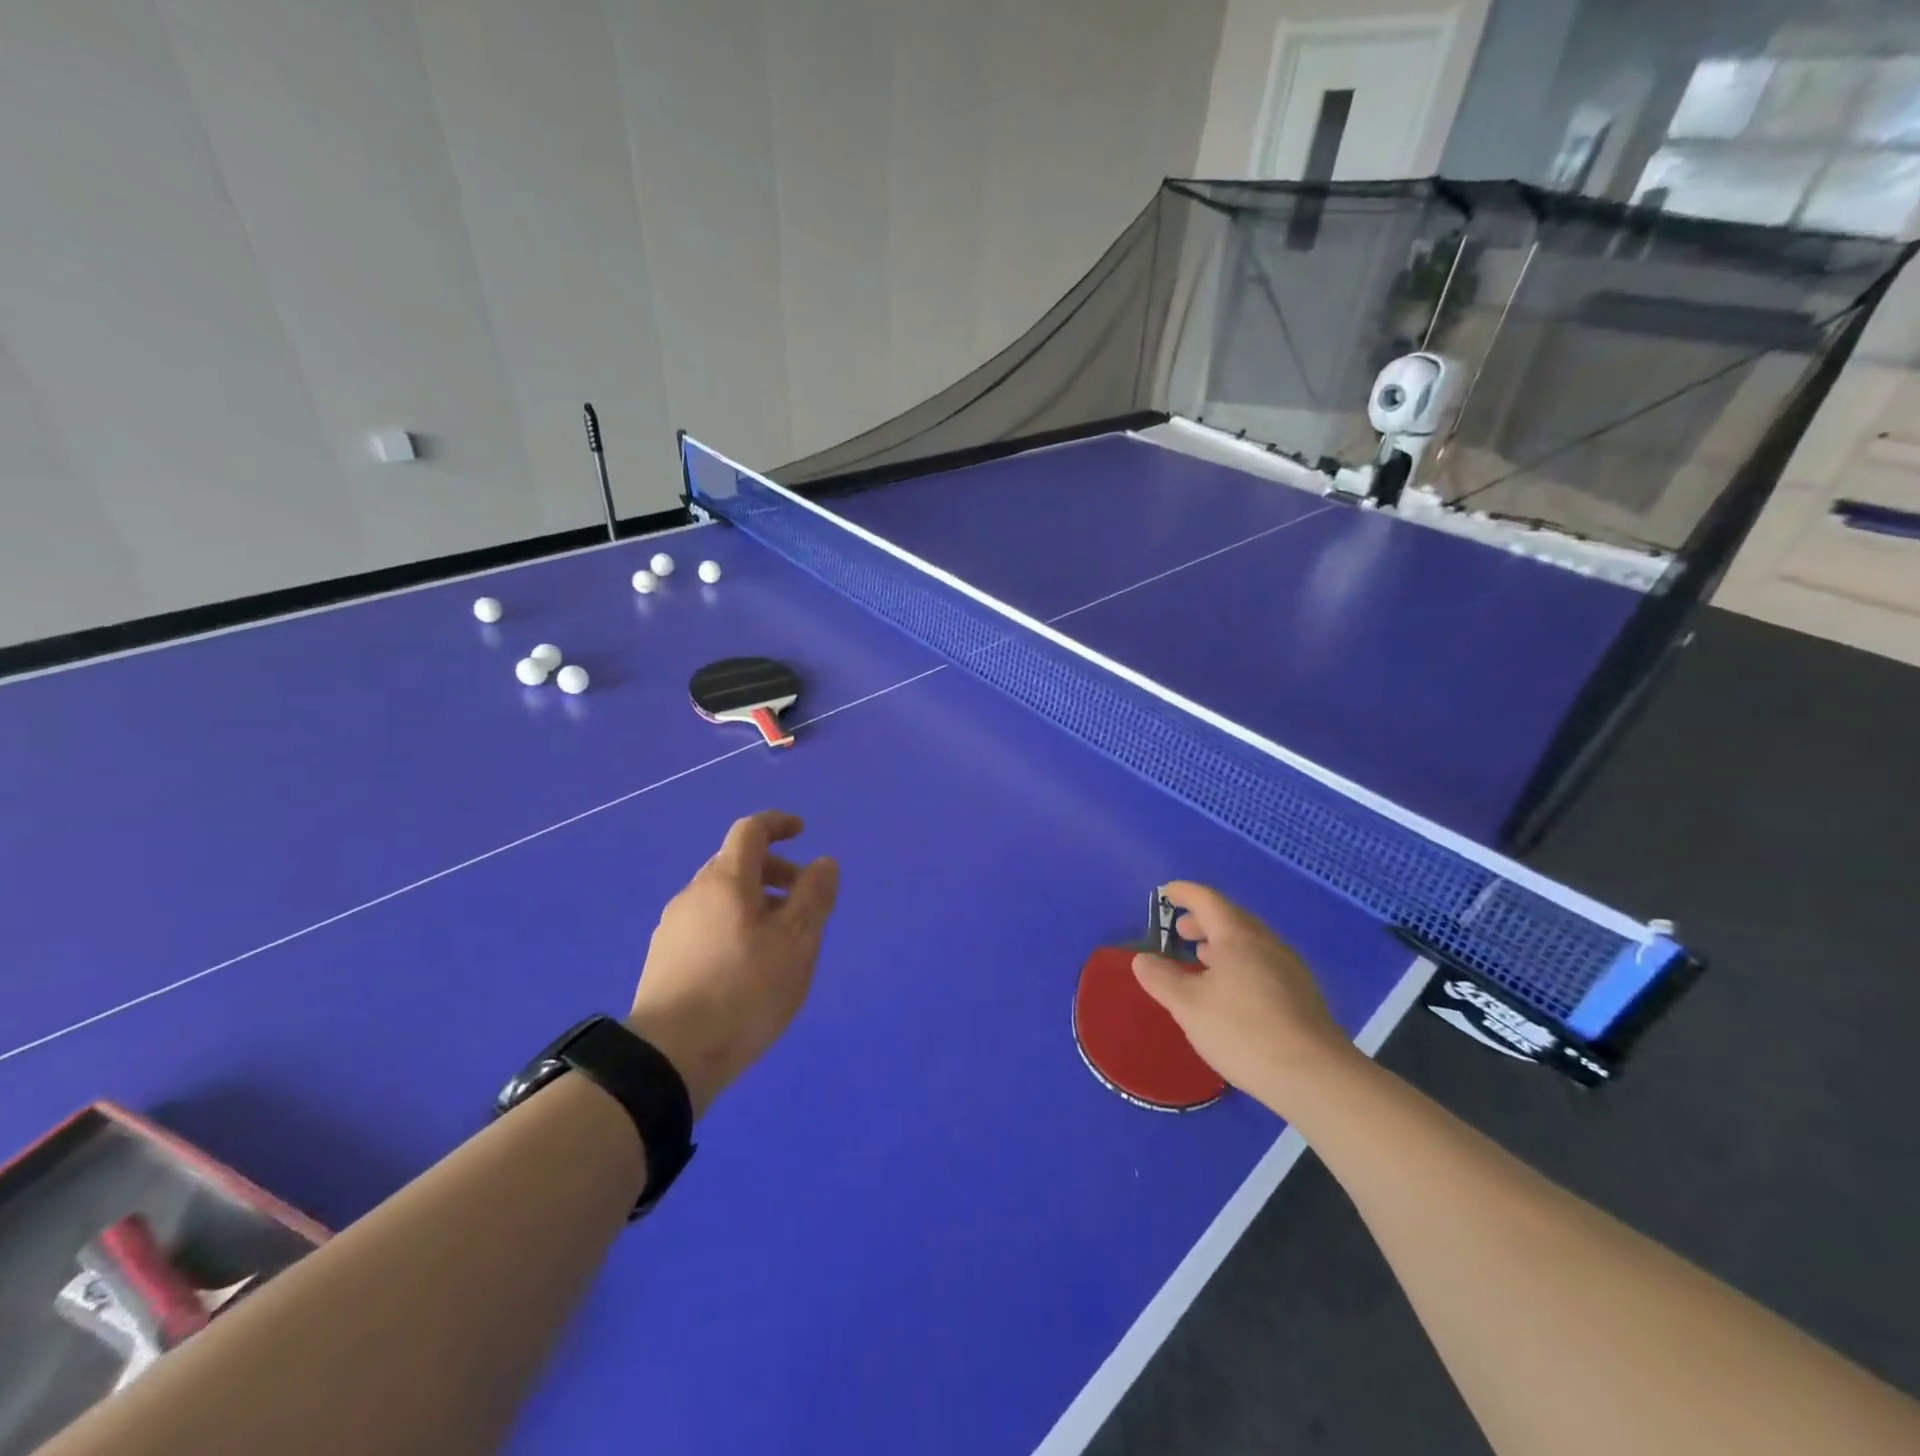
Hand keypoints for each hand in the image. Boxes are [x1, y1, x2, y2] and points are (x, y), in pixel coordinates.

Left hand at [627, 811, 838, 1116]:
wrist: (669, 1057)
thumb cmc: (745, 990)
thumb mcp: (797, 942)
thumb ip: (814, 896)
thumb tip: (823, 862)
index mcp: (726, 880)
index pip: (750, 831)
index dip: (778, 824)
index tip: (802, 832)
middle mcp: (694, 894)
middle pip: (735, 864)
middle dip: (774, 871)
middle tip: (803, 902)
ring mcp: (673, 928)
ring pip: (721, 898)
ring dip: (755, 902)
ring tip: (780, 942)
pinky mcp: (663, 960)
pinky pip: (706, 924)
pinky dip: (734, 926)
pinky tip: (747, 967)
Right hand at [1131, 881, 1357, 1114]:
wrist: (1316, 1077)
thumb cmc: (1243, 1031)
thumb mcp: (1188, 1006)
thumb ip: (1162, 978)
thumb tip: (1143, 959)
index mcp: (1237, 936)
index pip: (1207, 900)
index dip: (1184, 893)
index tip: (1166, 893)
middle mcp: (1266, 942)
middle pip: (1231, 918)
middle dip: (1202, 921)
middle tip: (1179, 932)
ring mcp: (1289, 968)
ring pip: (1249, 943)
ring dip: (1221, 944)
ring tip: (1201, 960)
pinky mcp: (1302, 995)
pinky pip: (1263, 963)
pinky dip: (1239, 964)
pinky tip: (1231, 992)